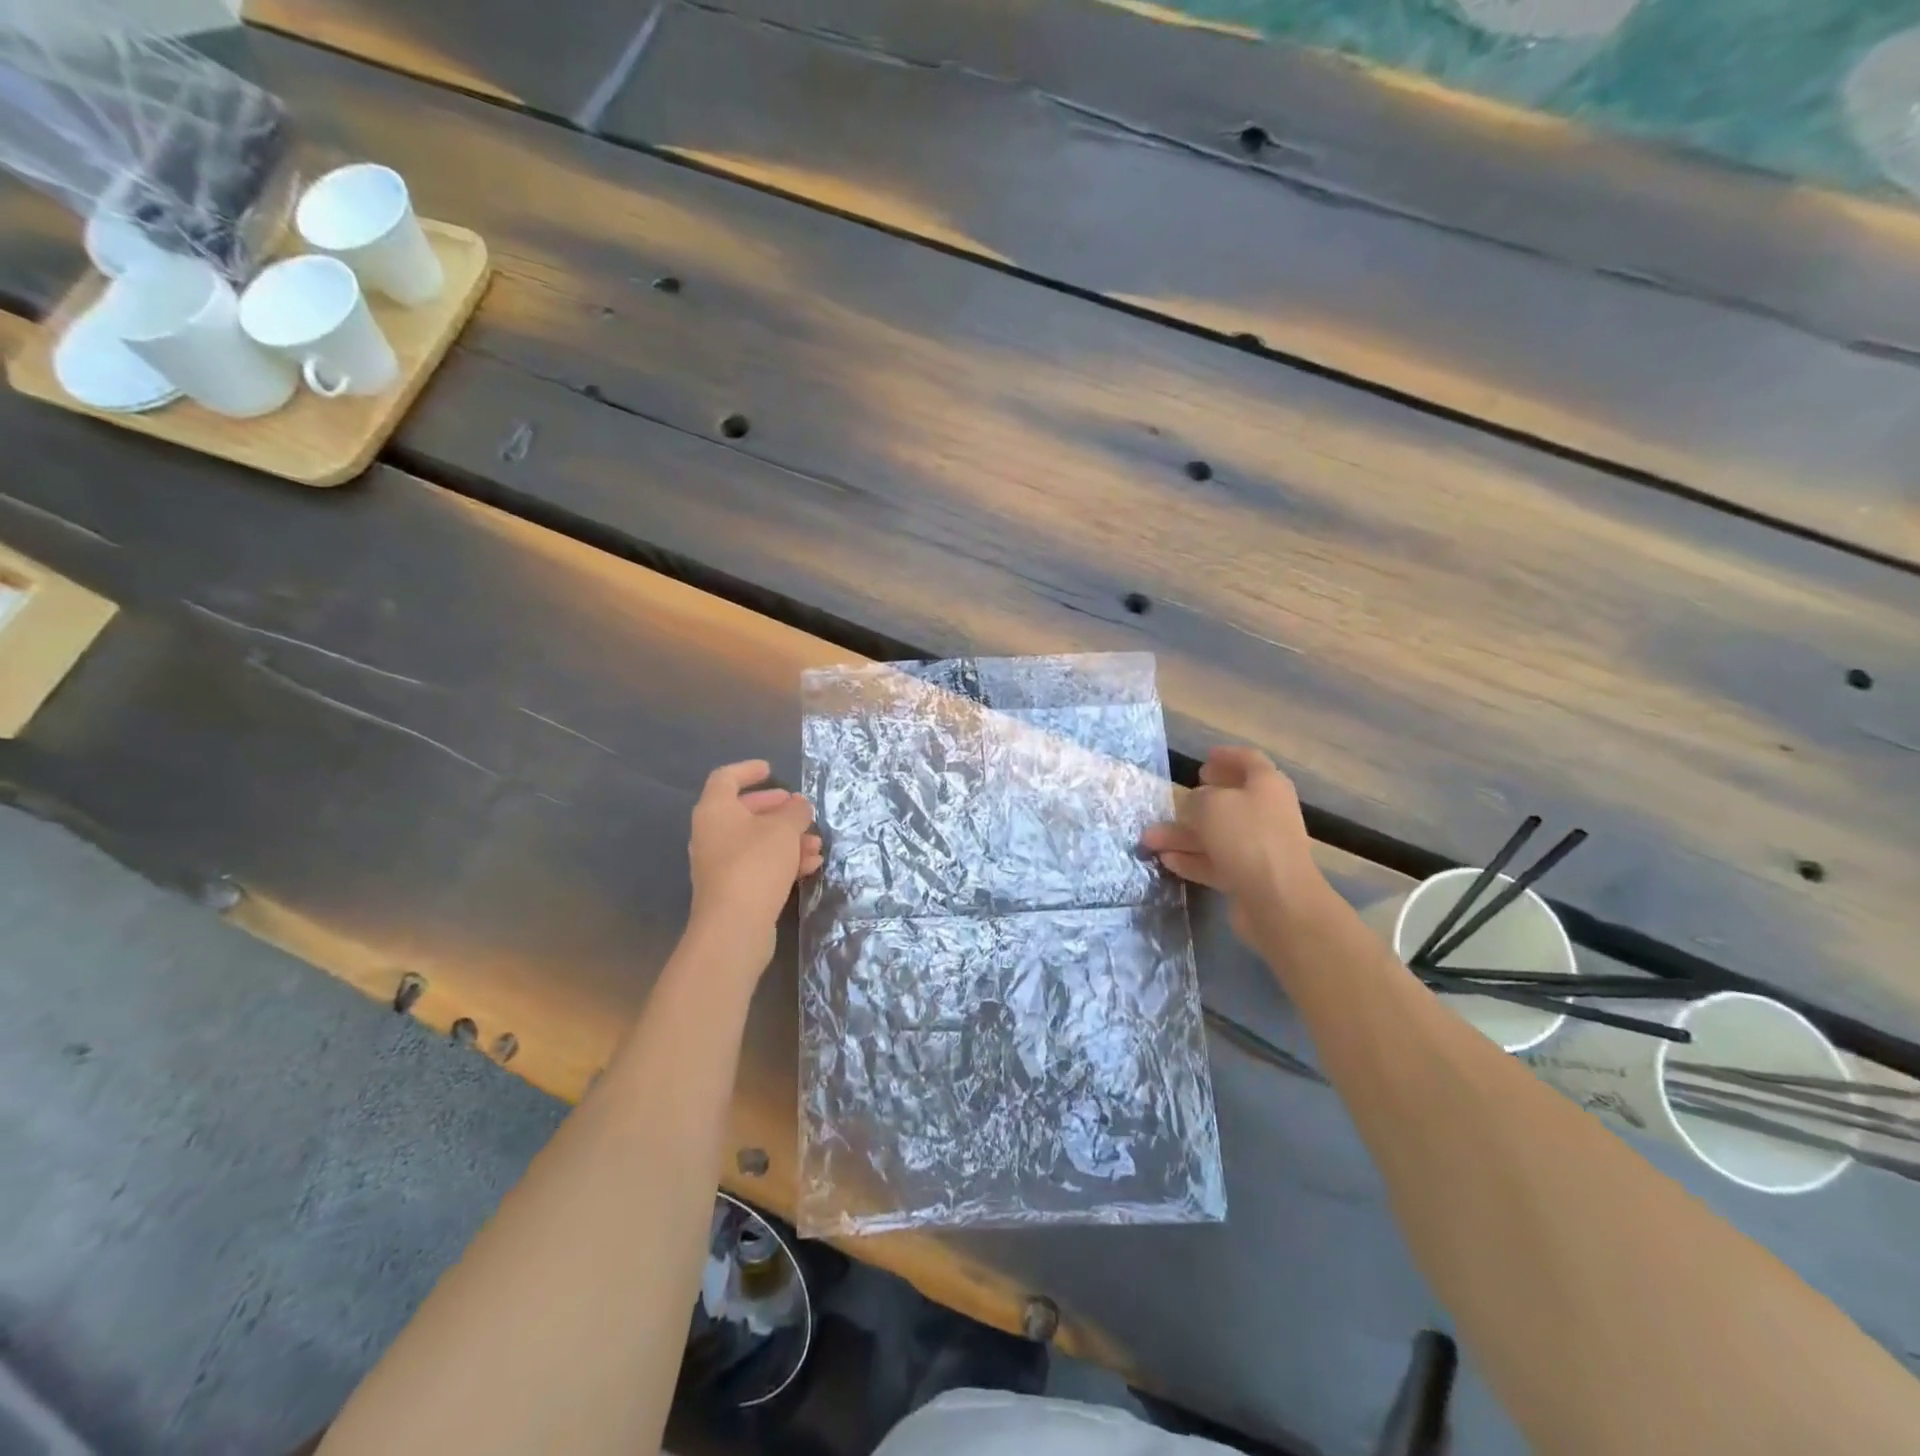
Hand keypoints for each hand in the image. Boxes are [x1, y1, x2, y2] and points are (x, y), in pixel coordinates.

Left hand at [686, 760, 822, 963]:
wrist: (734, 926)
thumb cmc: (755, 864)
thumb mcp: (784, 829)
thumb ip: (795, 812)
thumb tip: (799, 805)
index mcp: (715, 810)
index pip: (726, 778)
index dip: (748, 770)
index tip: (770, 769)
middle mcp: (711, 834)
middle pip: (743, 811)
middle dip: (776, 809)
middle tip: (798, 808)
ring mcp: (719, 864)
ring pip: (756, 840)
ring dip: (787, 838)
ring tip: (817, 843)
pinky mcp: (732, 889)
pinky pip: (759, 864)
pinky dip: (783, 860)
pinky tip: (811, 866)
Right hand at [1141, 746, 1331, 941]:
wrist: (1278, 900)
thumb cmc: (1247, 837)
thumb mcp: (1211, 805)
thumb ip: (1196, 800)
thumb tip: (1194, 805)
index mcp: (1266, 786)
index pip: (1248, 761)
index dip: (1226, 756)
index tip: (1204, 758)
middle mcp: (1265, 813)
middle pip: (1229, 800)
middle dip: (1195, 801)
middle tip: (1175, 797)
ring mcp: (1258, 847)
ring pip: (1216, 834)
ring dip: (1182, 835)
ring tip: (1148, 839)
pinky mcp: (1248, 877)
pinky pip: (1215, 861)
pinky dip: (1192, 859)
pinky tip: (1166, 860)